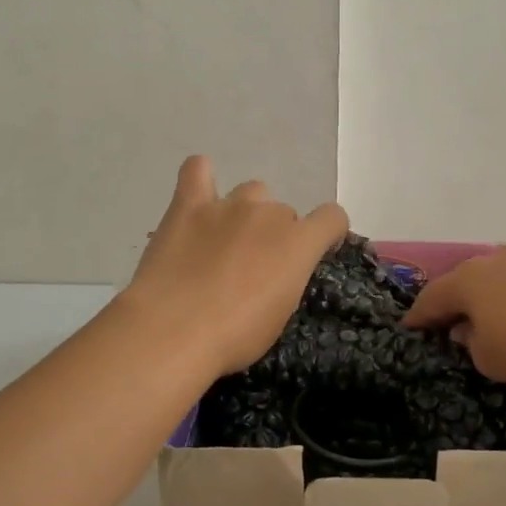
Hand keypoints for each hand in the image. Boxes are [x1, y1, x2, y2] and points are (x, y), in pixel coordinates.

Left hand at [123, 156, 349, 375]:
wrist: (173, 330)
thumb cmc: (235, 336)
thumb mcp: (280, 316)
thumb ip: (287, 280)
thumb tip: (277, 272)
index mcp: (299, 243)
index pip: (332, 217)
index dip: (327, 234)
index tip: (315, 254)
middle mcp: (268, 214)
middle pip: (284, 212)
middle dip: (275, 235)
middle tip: (253, 268)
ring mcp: (227, 205)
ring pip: (251, 192)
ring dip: (246, 213)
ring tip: (225, 242)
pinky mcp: (188, 205)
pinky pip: (197, 170)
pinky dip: (202, 177)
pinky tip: (199, 198)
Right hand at [401, 216, 505, 392]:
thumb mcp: (493, 362)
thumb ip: (474, 345)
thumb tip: (470, 329)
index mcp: (470, 282)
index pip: (433, 298)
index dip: (420, 316)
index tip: (411, 329)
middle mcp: (499, 260)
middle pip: (469, 280)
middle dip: (459, 300)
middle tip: (457, 325)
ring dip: (500, 284)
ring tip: (501, 306)